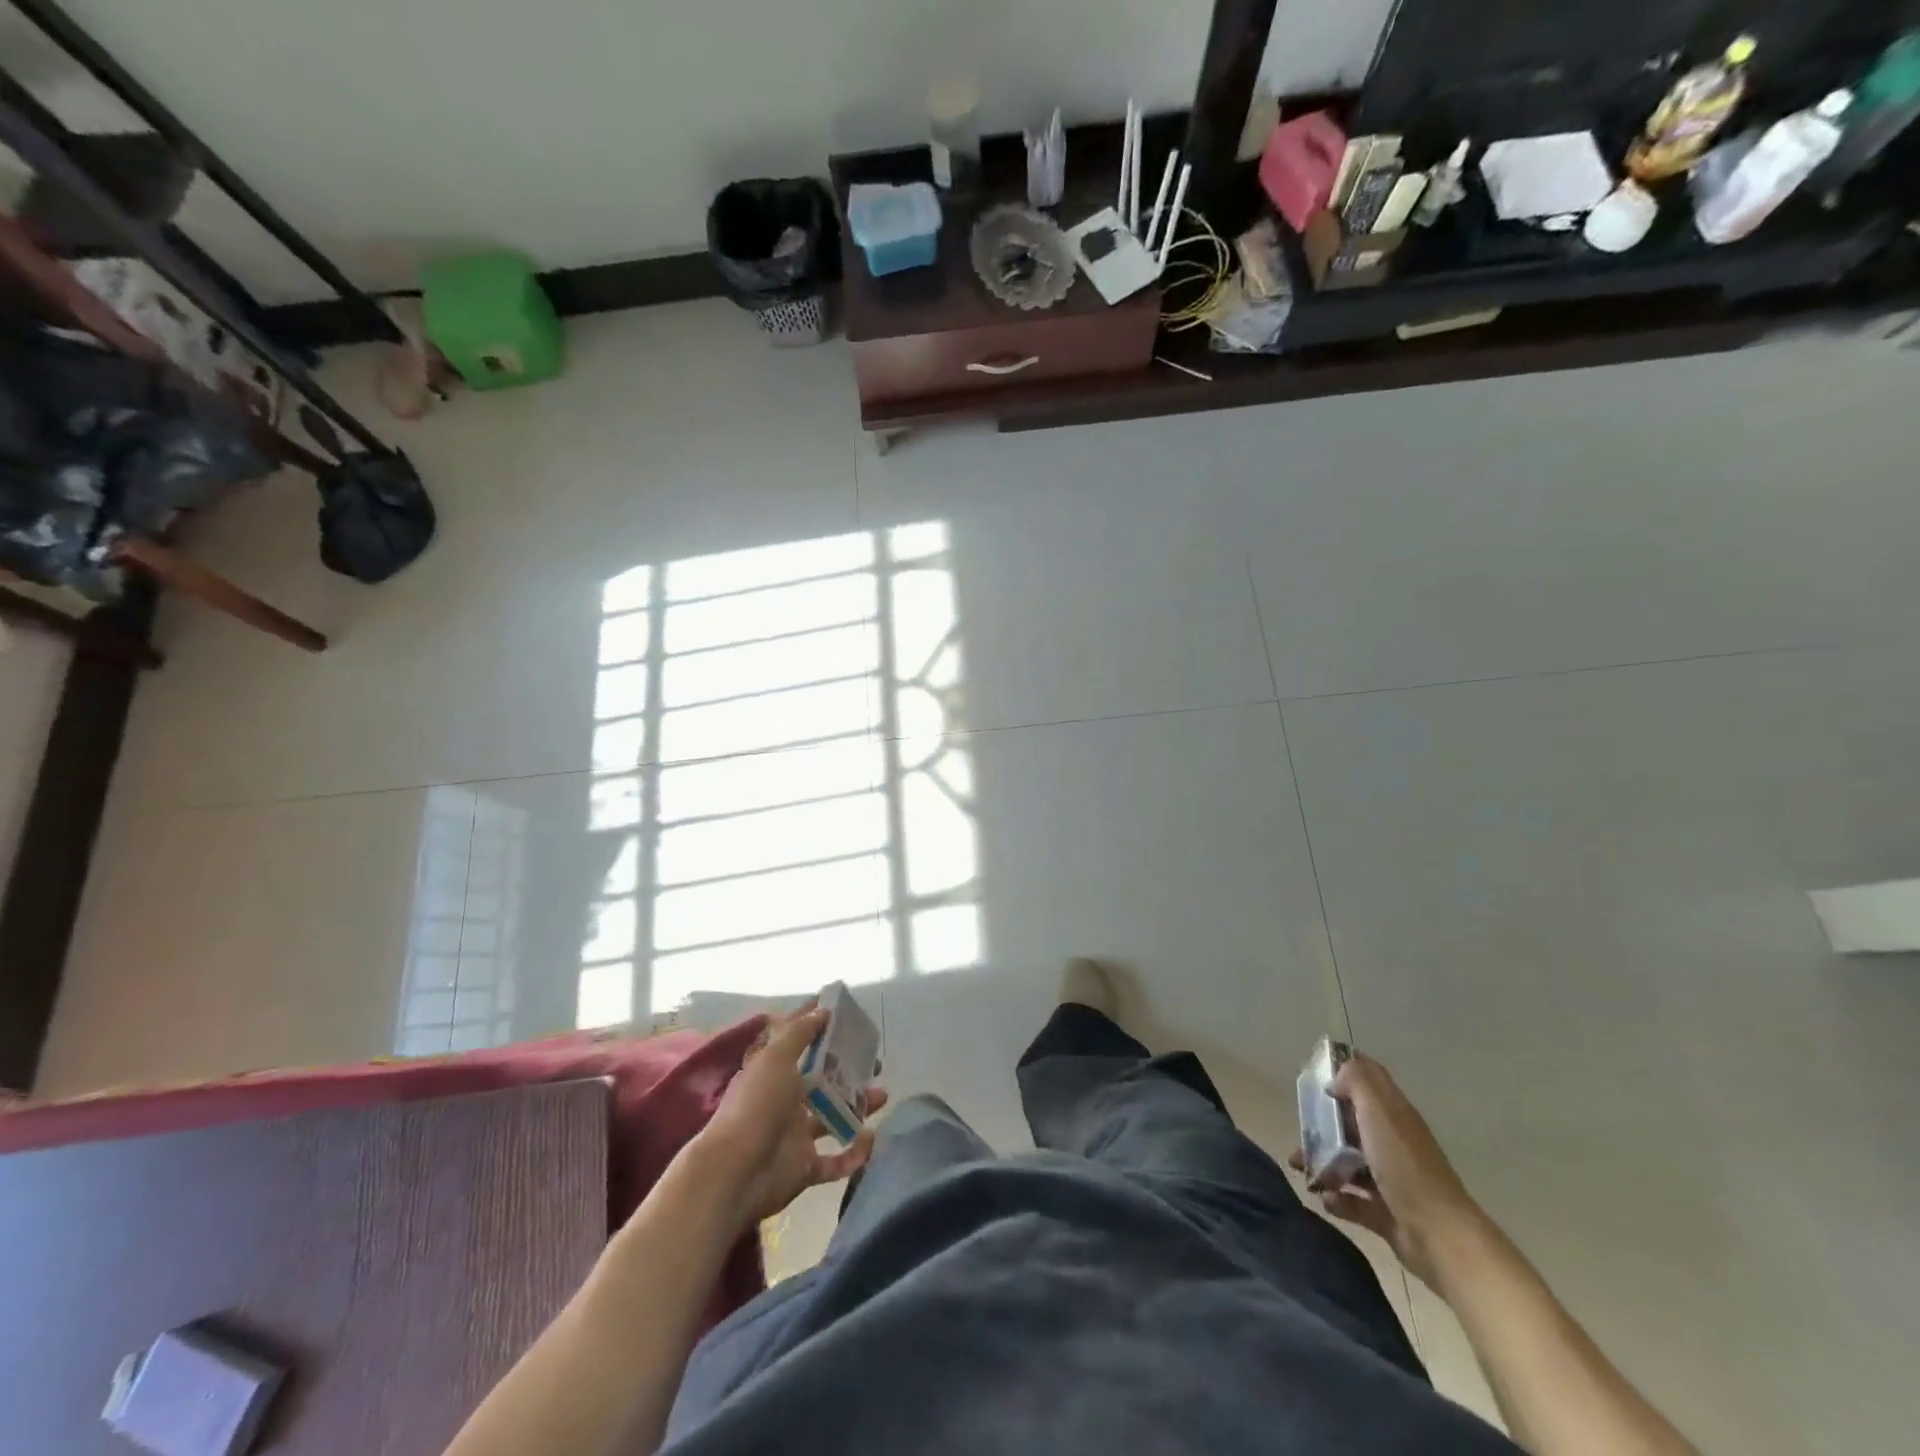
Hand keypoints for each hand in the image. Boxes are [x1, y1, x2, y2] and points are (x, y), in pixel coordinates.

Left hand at [693, 1006, 886, 1228]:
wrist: (735, 1174)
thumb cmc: (756, 1106)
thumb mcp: (776, 1058)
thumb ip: (800, 1033)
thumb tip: (822, 1010)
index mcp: (774, 1071)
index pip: (797, 1040)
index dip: (817, 1023)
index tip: (844, 1011)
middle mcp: (785, 1099)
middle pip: (822, 1079)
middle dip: (848, 1069)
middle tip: (874, 1060)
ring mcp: (795, 1135)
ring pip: (834, 1117)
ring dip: (858, 1106)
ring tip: (882, 1095)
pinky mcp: (804, 1167)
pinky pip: (835, 1161)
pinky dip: (854, 1153)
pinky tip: (871, 1140)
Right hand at [1290, 1052, 1482, 1287]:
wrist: (1439, 1236)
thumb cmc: (1404, 1166)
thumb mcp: (1378, 1111)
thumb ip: (1357, 1081)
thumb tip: (1337, 1077)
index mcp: (1393, 1113)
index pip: (1369, 1078)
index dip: (1342, 1071)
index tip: (1313, 1077)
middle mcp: (1392, 1141)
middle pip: (1351, 1122)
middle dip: (1322, 1124)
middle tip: (1301, 1130)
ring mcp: (1390, 1178)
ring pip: (1347, 1161)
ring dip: (1321, 1162)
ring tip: (1300, 1167)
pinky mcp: (1386, 1212)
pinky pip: (1353, 1200)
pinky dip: (1337, 1198)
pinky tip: (1327, 1199)